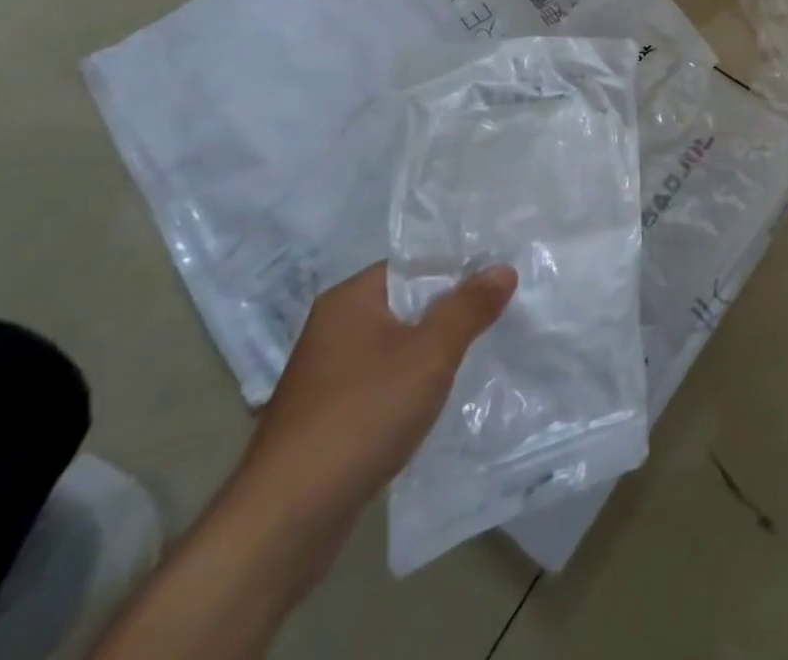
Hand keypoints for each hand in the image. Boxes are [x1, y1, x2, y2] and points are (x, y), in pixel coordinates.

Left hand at [240, 262, 516, 527]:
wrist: (283, 523)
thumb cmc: (361, 417)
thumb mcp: (430, 354)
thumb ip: (469, 307)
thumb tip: (503, 269)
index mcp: (350, 300)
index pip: (415, 264)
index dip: (459, 268)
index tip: (500, 279)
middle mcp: (333, 328)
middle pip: (407, 303)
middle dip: (452, 310)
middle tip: (501, 313)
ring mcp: (327, 374)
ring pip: (398, 345)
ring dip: (433, 350)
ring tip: (480, 353)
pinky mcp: (328, 415)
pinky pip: (383, 380)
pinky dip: (412, 384)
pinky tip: (438, 398)